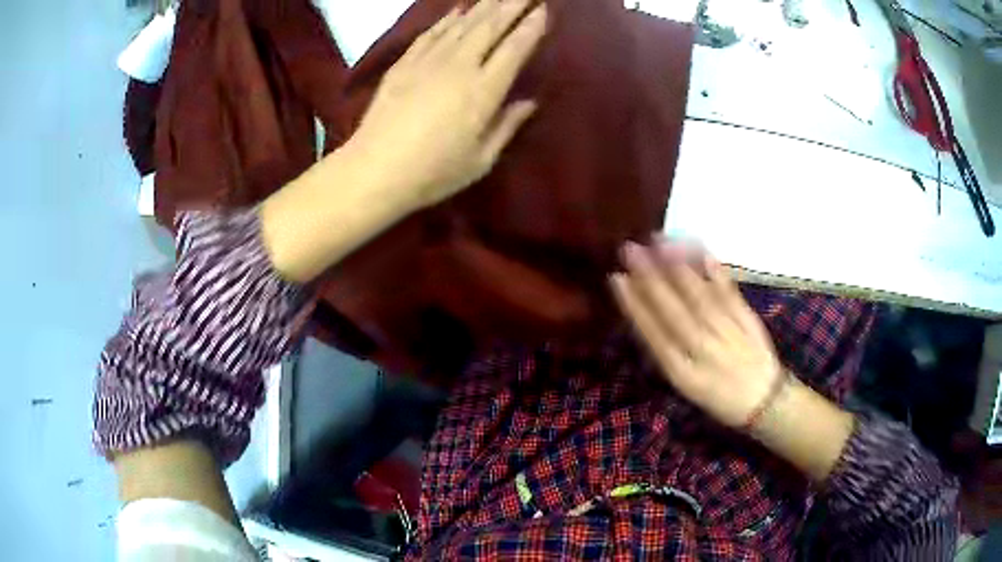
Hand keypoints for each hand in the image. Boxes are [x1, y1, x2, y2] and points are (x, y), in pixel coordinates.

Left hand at [350, 0, 546, 211]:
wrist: (374, 170)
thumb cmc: (433, 173)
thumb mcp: (481, 160)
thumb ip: (507, 126)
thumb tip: (529, 102)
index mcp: (484, 91)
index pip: (514, 48)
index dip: (531, 27)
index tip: (543, 10)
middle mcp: (460, 66)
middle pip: (490, 27)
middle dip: (511, 5)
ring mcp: (428, 61)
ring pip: (462, 25)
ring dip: (483, 6)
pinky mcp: (404, 64)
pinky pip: (430, 33)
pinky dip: (446, 20)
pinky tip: (457, 11)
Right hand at [610, 239, 783, 428]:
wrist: (765, 401)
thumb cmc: (719, 396)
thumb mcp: (686, 386)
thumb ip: (667, 353)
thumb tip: (643, 315)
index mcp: (683, 373)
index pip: (654, 334)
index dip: (635, 305)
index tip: (617, 277)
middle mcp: (703, 351)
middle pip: (674, 311)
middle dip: (650, 278)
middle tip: (630, 249)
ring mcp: (727, 332)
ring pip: (700, 297)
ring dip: (678, 267)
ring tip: (659, 241)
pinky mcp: (747, 319)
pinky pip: (729, 292)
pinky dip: (715, 271)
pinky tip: (702, 251)